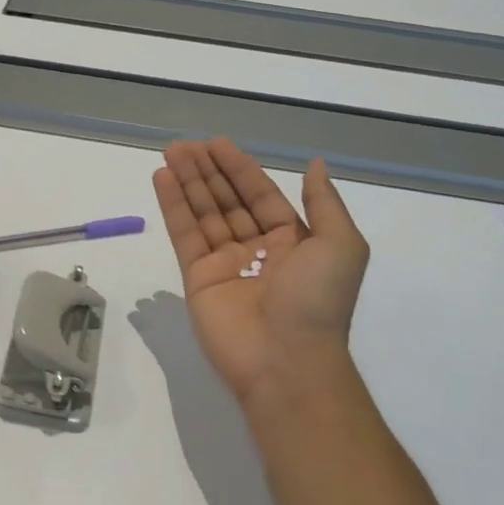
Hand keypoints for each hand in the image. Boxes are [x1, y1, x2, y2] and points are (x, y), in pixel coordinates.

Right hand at [152, 139, 369, 407]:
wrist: (287, 361)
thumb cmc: (317, 299)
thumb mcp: (341, 245)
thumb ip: (324, 202)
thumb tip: (315, 165)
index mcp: (293, 241)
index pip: (260, 195)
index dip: (240, 168)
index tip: (217, 144)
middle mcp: (257, 249)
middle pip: (228, 200)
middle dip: (208, 171)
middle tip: (185, 144)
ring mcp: (225, 264)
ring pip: (203, 213)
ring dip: (188, 182)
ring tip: (170, 152)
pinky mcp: (197, 278)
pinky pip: (184, 234)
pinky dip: (173, 206)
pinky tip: (162, 179)